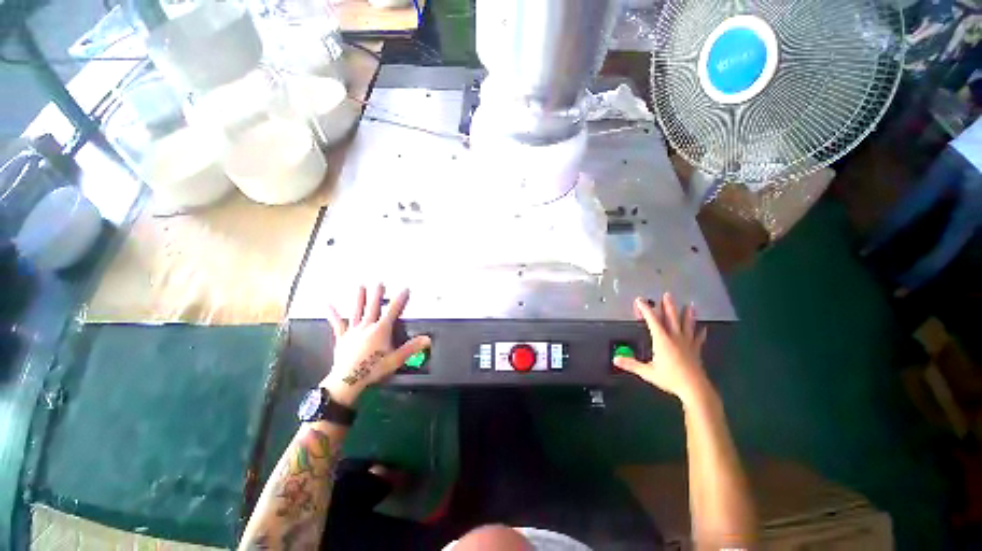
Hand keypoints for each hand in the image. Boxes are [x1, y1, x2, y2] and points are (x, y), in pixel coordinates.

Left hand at [321, 284, 430, 406]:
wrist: (348, 381)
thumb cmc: (372, 369)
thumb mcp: (396, 360)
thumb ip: (411, 348)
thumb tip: (427, 339)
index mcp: (381, 330)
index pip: (393, 311)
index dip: (400, 299)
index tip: (405, 289)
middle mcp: (367, 326)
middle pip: (373, 306)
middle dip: (377, 293)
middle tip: (379, 282)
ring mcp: (353, 331)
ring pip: (357, 310)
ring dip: (359, 298)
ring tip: (360, 286)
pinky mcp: (342, 337)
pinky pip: (337, 323)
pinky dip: (333, 313)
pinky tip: (327, 304)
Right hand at [613, 293, 713, 405]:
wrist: (695, 389)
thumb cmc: (670, 378)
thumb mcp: (647, 372)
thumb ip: (631, 364)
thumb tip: (615, 359)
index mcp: (662, 339)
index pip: (652, 320)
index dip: (645, 309)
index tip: (640, 300)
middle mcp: (675, 338)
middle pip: (671, 318)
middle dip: (668, 306)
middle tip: (667, 295)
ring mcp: (687, 343)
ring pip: (687, 325)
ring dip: (687, 314)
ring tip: (690, 305)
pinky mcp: (695, 350)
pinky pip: (698, 338)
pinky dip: (699, 333)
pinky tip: (703, 329)